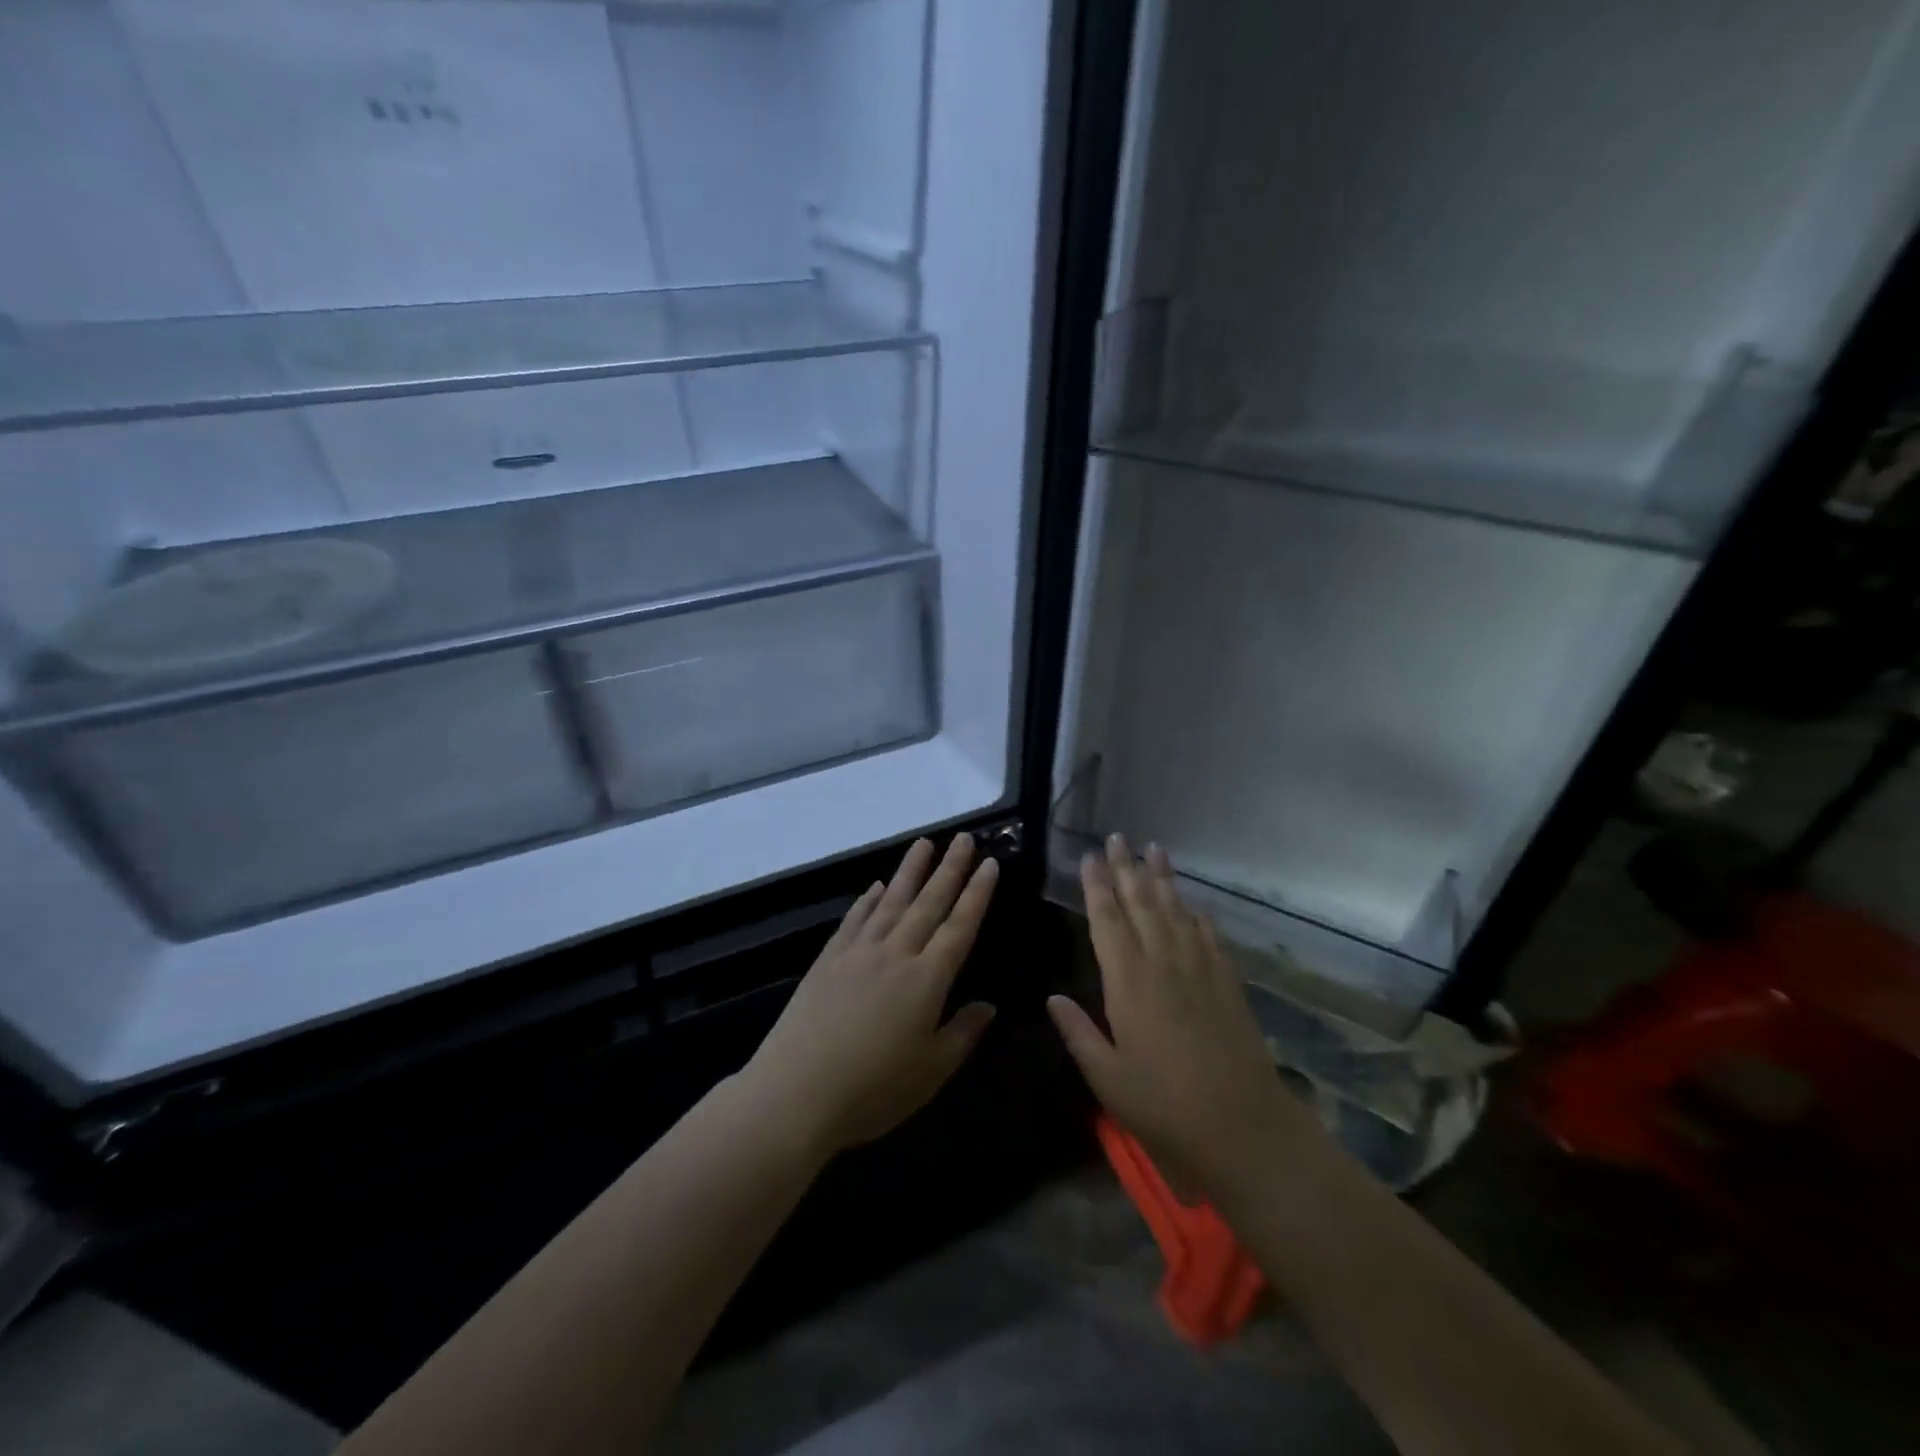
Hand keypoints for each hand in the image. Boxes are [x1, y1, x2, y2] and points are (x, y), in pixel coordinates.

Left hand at [742, 835, 998, 1159]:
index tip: (990, 863)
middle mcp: (896, 953)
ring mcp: (859, 951)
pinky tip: (877, 885)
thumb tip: (988, 1005)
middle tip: (964, 838)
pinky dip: (869, 898)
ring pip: (892, 900)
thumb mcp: (931, 1071)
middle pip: (929, 902)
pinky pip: (855, 918)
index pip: (960, 926)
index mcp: (927, 979)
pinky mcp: (829, 958)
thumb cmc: (872, 1090)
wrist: (796, 1092)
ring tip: (925, 843)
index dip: (977, 894)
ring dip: (911, 870)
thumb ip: (962, 1033)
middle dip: (950, 868)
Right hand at [1048, 834, 1300, 1195]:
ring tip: (1153, 849)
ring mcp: (1199, 969)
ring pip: (1176, 911)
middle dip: (1126, 868)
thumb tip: (1051, 998)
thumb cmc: (1164, 1104)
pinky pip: (1209, 936)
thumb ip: (1078, 1033)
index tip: (1089, 857)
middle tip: (1117, 838)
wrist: (1242, 1124)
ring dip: (1163, 878)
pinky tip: (1192, 902)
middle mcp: (1163, 963)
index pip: (1108, 921)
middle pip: (1141, 903)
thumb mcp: (1108, 1077)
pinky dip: (1197, 914)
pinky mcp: (1226, 982)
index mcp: (1128, 982)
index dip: (1097, 887)